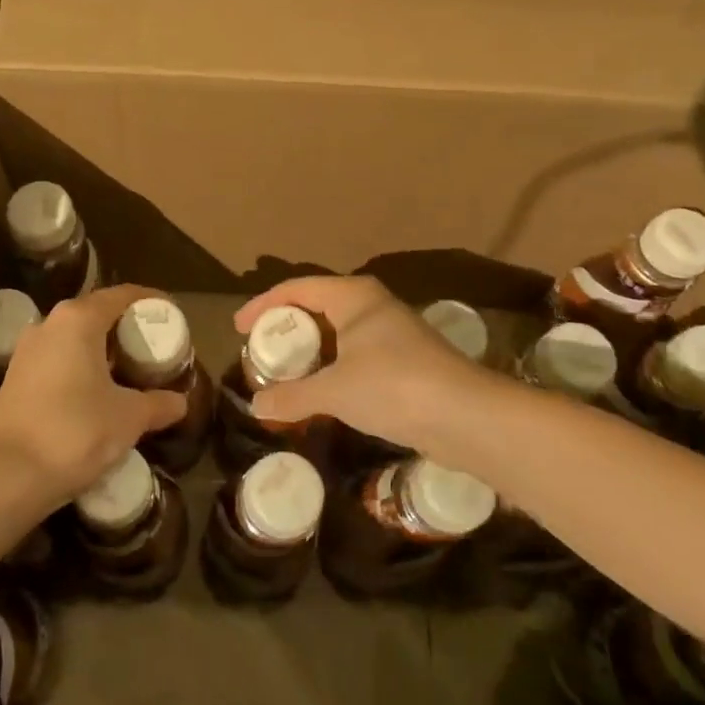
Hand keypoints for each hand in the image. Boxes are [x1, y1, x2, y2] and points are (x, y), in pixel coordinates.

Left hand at [0, 284, 185, 503]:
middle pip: (97, 313)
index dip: (151, 301)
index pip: (123, 295)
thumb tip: (180, 402)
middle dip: (127, 327)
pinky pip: (59, 359)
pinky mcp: (15, 378)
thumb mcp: (128, 418)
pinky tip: (98, 393)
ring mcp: (27, 351)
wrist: (5, 475)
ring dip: (103, 349)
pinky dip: (82, 367)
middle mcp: (49, 324)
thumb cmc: (75, 431)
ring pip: (75, 338)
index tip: (173, 315)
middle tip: (155, 347)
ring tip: (131, 371)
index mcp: (78, 319)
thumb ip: (158, 404)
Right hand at [234, 276, 501, 457]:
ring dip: (311, 351)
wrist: (466, 416)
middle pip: (317, 306)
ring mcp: (392, 332)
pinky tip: (322, 393)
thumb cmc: (393, 386)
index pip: (296, 288)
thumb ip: (292, 396)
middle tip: (260, 352)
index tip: (238, 328)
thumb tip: (256, 405)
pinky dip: (332, 368)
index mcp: (353, 296)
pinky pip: (355, 354)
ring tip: (285, 374)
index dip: (263, 305)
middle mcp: (373, 305)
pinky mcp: (406, 360)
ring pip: (338, 333)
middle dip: (286, 328)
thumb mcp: (335, 391)